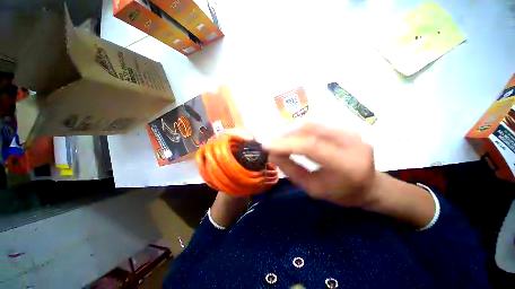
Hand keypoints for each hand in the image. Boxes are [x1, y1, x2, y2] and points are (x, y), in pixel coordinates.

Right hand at [264, 123, 378, 207]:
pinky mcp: (344, 128)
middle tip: (266, 137)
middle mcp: (351, 142)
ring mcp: (349, 131)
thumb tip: (272, 153)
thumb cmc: (341, 193)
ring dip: (289, 128)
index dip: (286, 143)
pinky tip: (287, 132)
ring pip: (311, 124)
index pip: (311, 146)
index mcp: (347, 164)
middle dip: (284, 133)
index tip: (265, 144)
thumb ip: (291, 170)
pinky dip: (298, 128)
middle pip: (310, 130)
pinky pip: (316, 125)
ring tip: (274, 135)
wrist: (369, 185)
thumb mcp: (313, 189)